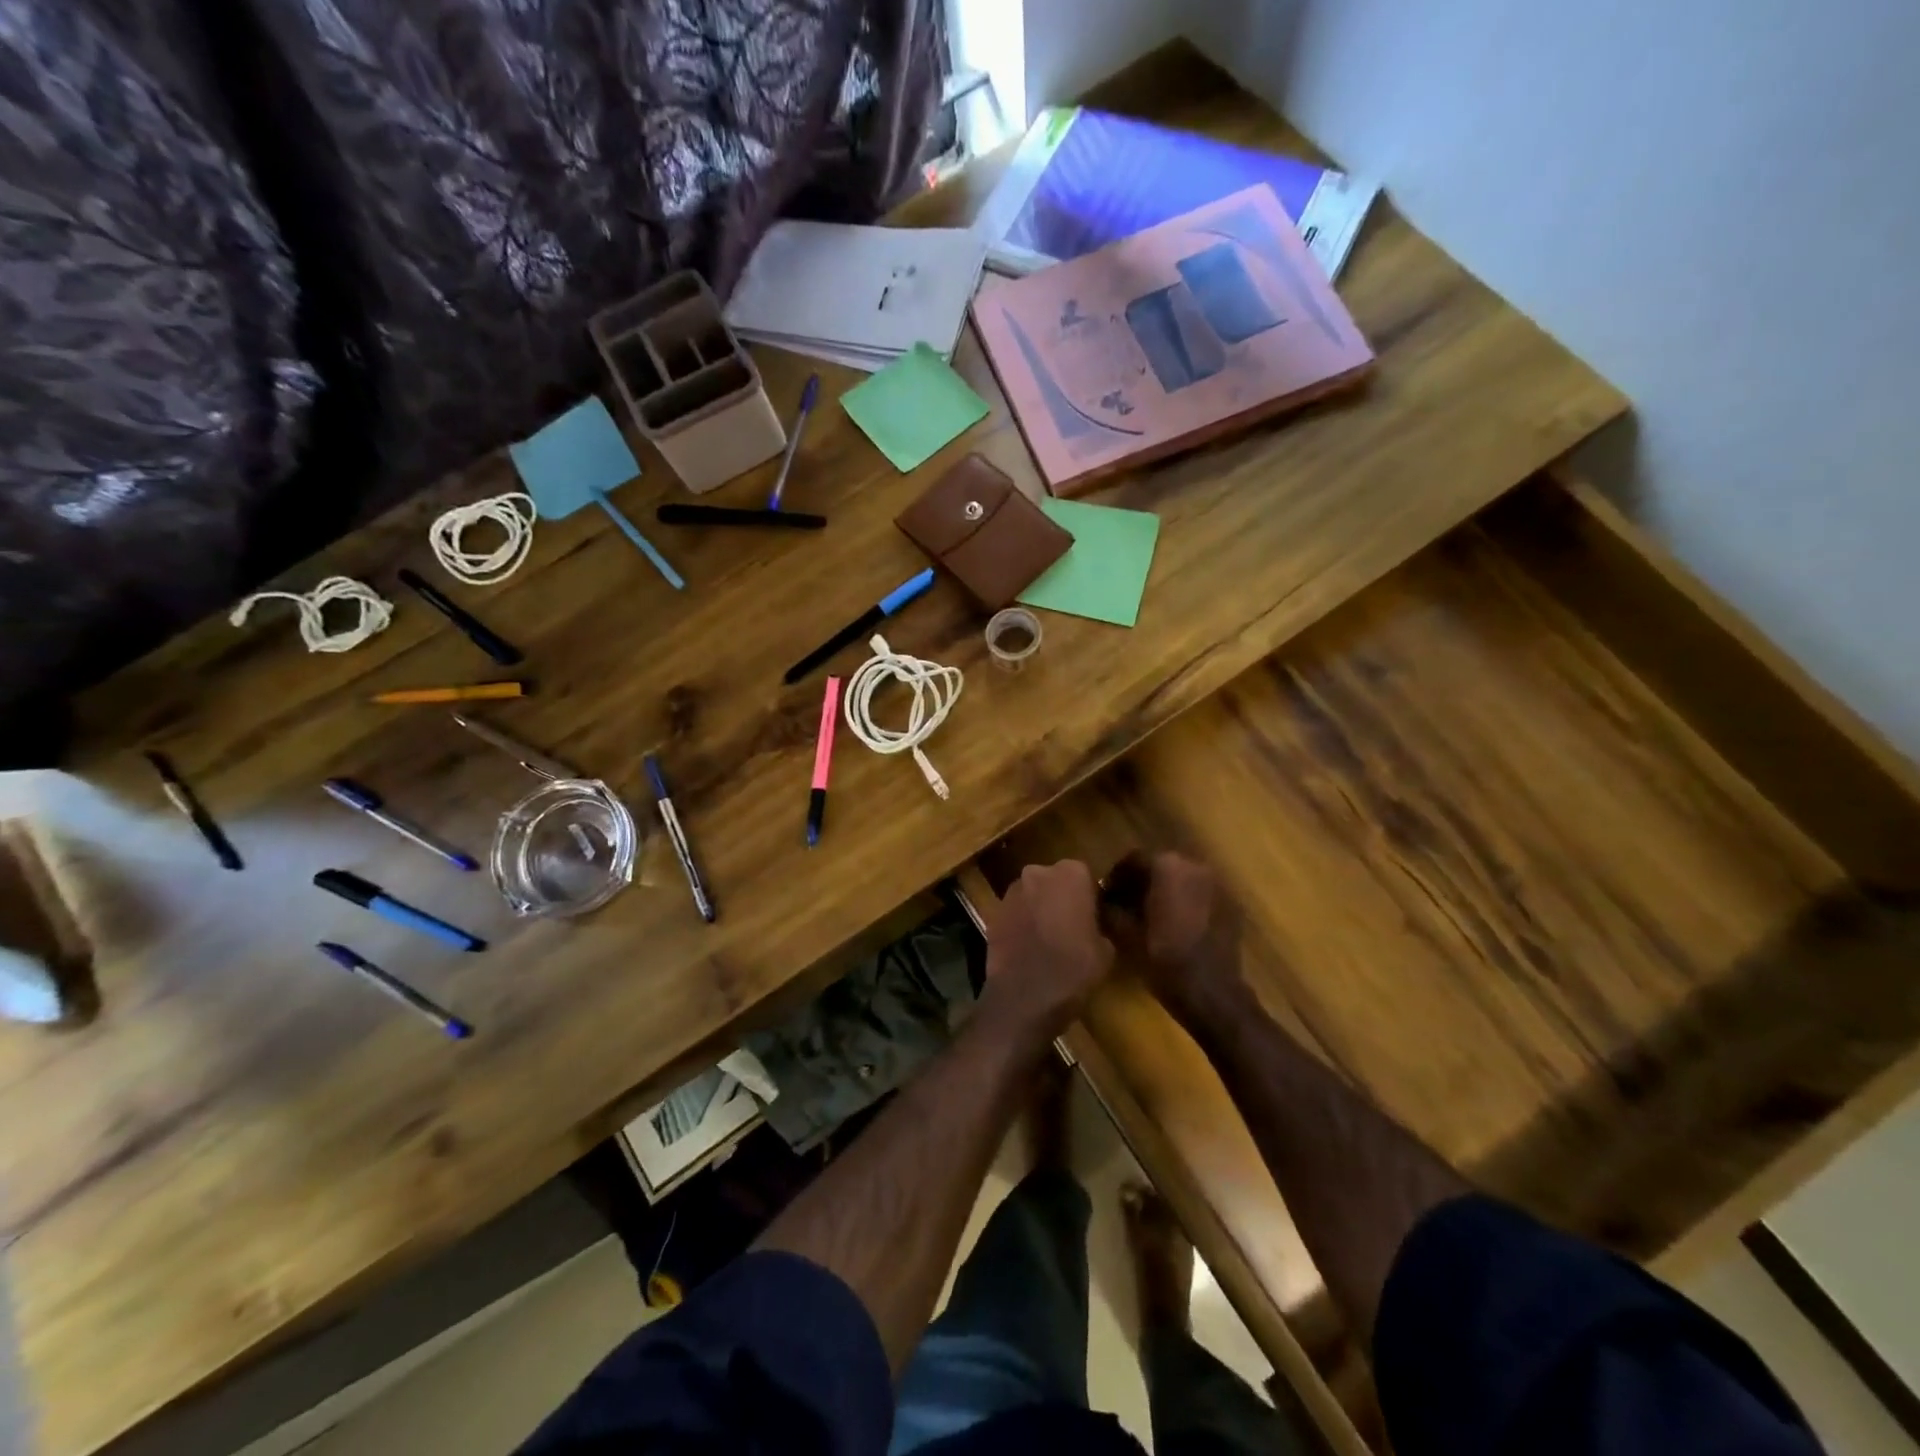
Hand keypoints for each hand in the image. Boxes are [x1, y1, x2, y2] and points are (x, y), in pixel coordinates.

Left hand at [980, 861, 1113, 1044]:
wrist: (1024, 997)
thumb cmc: (1073, 969)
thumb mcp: (1106, 949)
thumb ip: (1103, 925)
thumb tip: (1098, 924)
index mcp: (1071, 873)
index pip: (1086, 875)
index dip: (1091, 896)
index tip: (1095, 916)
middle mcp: (1037, 872)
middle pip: (1055, 880)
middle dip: (1062, 897)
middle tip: (1072, 925)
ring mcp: (1010, 891)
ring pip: (1032, 894)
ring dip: (1040, 908)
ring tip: (1048, 938)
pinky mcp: (992, 912)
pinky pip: (1014, 912)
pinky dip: (1021, 923)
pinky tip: (1028, 947)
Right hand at [1107, 851, 1248, 1031]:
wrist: (1213, 994)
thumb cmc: (1165, 959)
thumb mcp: (1125, 935)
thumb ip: (1109, 909)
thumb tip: (1101, 899)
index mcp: (1167, 867)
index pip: (1134, 859)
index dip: (1116, 877)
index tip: (1107, 896)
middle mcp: (1195, 866)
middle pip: (1160, 866)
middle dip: (1142, 882)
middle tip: (1127, 905)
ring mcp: (1218, 884)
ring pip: (1183, 879)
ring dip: (1166, 891)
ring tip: (1152, 917)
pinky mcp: (1232, 905)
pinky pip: (1202, 894)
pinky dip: (1187, 902)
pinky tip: (1178, 926)